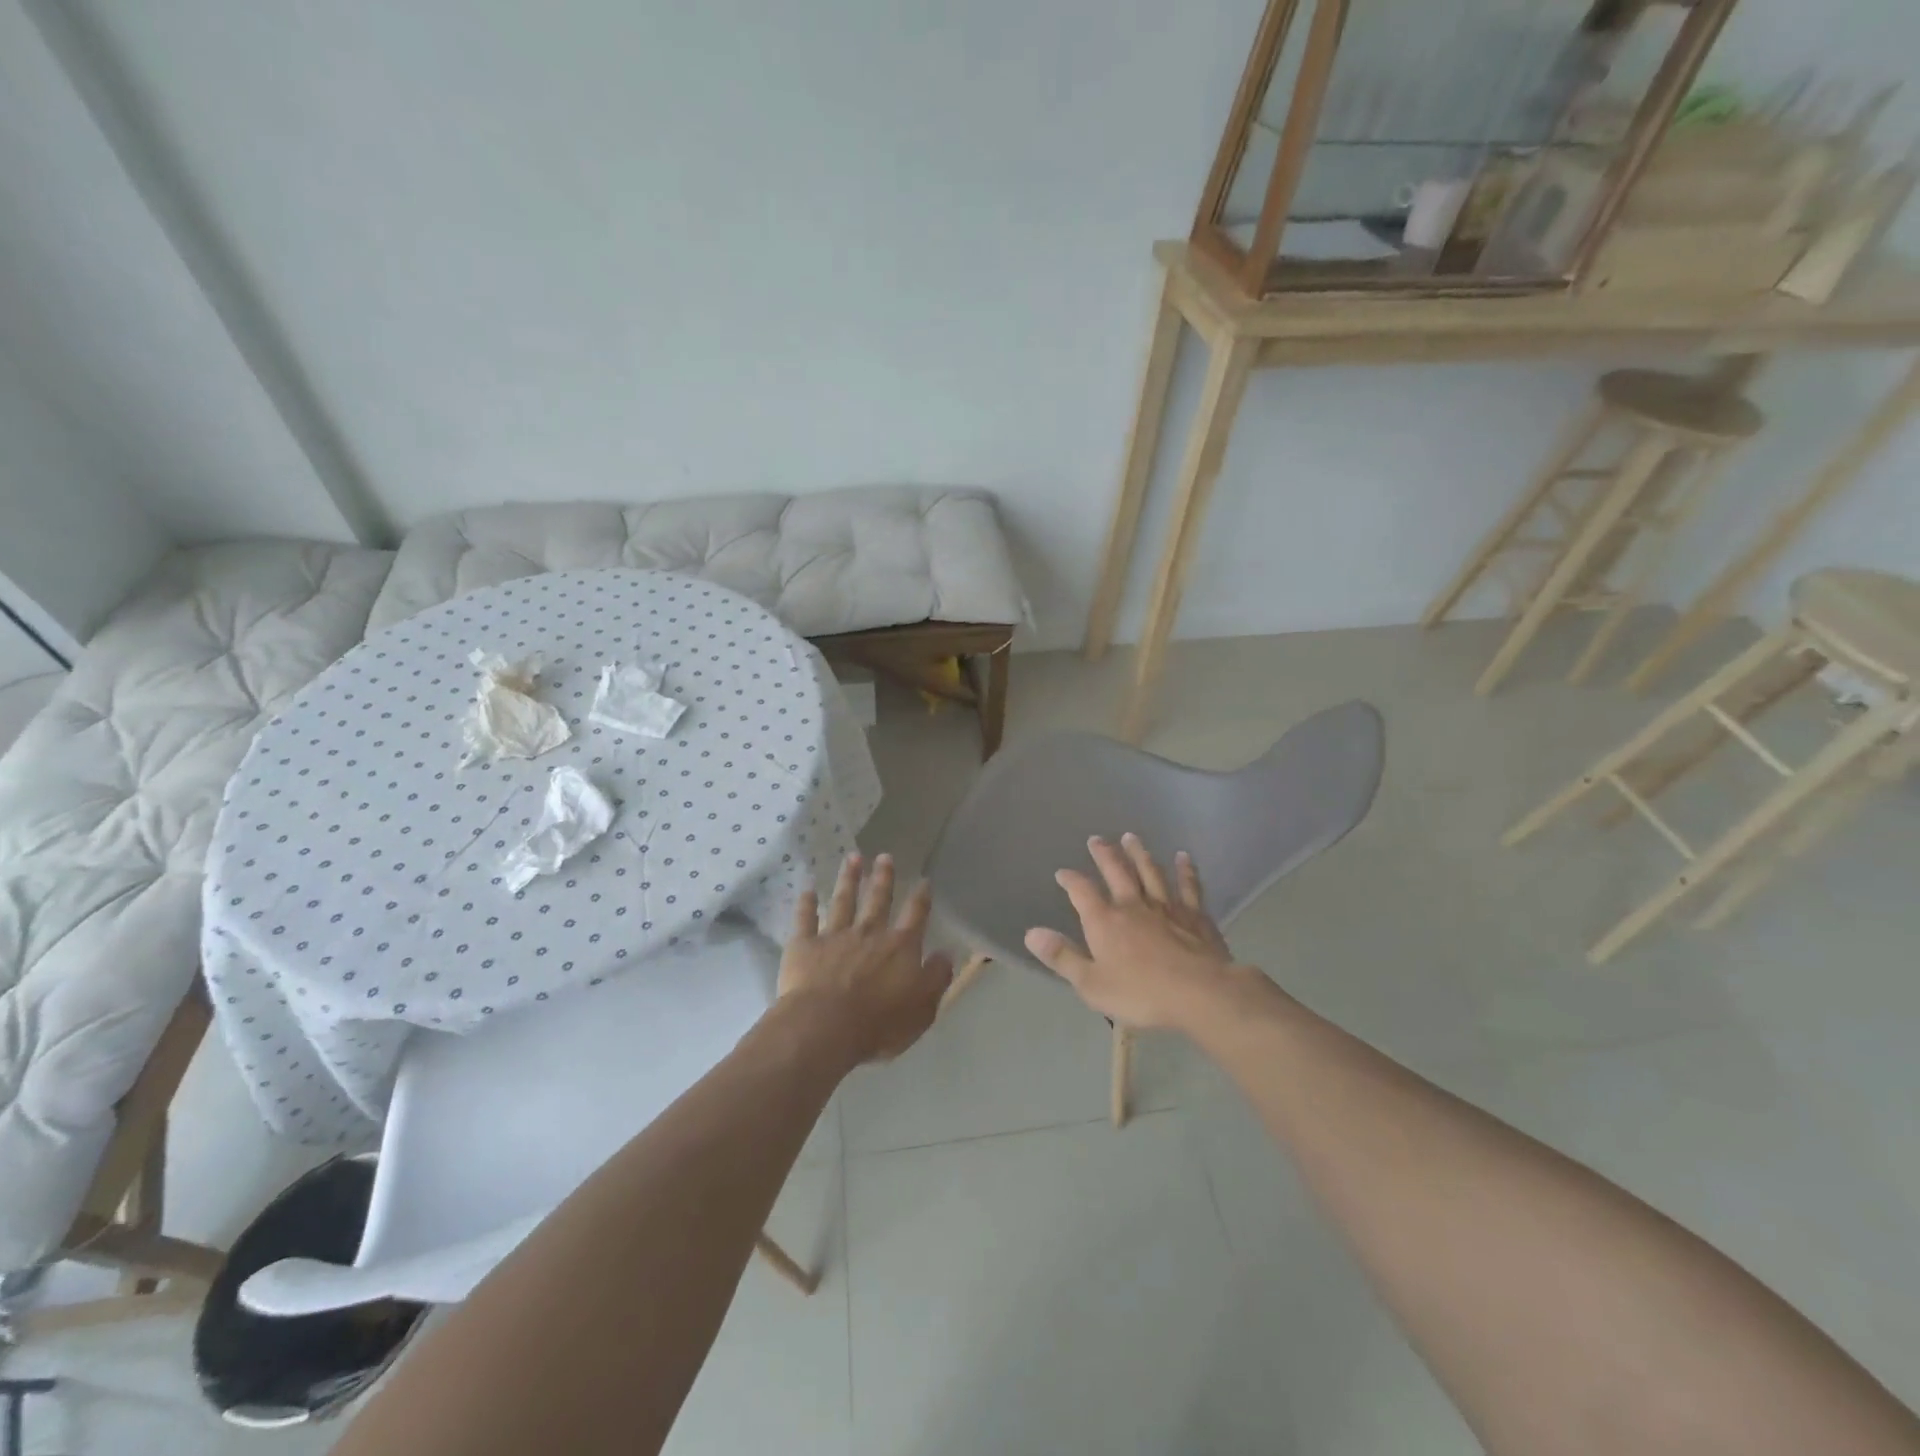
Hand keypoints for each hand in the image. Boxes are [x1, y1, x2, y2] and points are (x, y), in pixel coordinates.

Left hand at [780, 852, 952, 1064]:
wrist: (825, 1027)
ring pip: (843, 901)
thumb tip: (946, 954)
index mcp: (900, 947)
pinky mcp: (804, 945)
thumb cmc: (879, 1024)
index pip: (915, 915)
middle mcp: (869, 933)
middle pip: (878, 899)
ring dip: (848, 878)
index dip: (921, 897)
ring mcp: (835, 936)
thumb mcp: (922, 1008)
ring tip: (852, 858)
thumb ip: (936, 978)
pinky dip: (805, 903)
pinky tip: (805, 888)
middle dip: (883, 877)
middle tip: (884, 856)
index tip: (923, 880)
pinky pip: (805, 919)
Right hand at [1024, 834, 1241, 1032]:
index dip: (1070, 880)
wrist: (1200, 993)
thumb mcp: (1091, 984)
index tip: (1062, 872)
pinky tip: (1183, 857)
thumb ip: (1062, 957)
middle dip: (1104, 854)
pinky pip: (1188, 886)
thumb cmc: (1141, 993)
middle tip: (1096, 839)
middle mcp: (1133, 905)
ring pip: (1150, 872)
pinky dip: (1185, 870)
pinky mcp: (1195, 916)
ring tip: (1130, 837)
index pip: (1082, 892)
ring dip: (1139, 853)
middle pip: (1116, 871)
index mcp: (1105, 921)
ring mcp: (1166, 907)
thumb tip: (1031, 933)